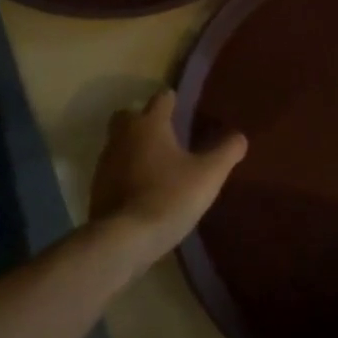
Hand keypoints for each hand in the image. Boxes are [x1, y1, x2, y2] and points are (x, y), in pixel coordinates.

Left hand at [88, 90, 246, 269]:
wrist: (125, 239)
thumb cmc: (170, 196)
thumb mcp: (209, 174)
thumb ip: (226, 151)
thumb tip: (240, 137)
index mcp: (149, 124)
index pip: (162, 98)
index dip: (174, 102)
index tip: (186, 110)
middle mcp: (123, 135)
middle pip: (130, 115)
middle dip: (145, 120)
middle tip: (167, 135)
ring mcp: (106, 162)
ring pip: (119, 142)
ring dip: (135, 147)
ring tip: (158, 164)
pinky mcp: (97, 187)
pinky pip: (114, 169)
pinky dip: (126, 172)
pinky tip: (143, 188)